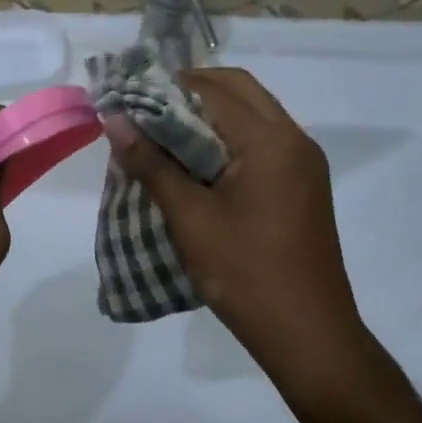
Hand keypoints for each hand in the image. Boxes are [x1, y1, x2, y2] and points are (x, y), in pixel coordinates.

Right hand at [105, 68, 372, 397]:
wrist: (308, 334)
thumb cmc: (245, 274)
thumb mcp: (190, 218)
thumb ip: (151, 163)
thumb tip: (113, 120)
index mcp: (270, 140)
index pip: (212, 90)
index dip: (166, 87)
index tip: (129, 98)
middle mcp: (294, 139)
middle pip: (239, 89)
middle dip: (190, 90)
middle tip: (146, 110)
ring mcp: (304, 161)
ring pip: (252, 111)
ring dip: (210, 112)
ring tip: (165, 134)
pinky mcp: (303, 183)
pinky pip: (262, 138)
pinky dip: (228, 135)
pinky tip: (197, 161)